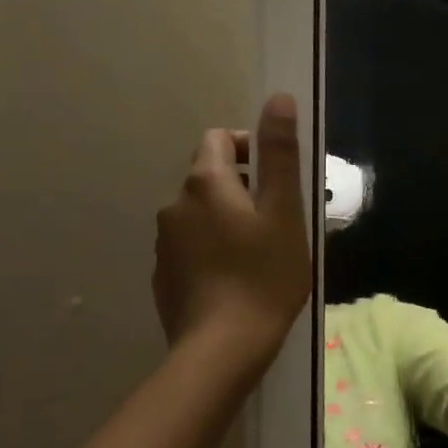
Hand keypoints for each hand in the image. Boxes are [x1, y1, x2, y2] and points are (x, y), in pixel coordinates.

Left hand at [152, 94, 311, 368]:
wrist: (222, 349)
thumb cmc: (264, 275)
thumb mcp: (284, 210)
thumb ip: (280, 153)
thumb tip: (279, 98)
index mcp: (205, 183)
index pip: (219, 139)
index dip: (249, 147)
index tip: (275, 179)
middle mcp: (175, 205)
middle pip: (209, 177)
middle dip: (242, 187)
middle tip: (277, 221)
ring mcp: (164, 243)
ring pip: (200, 214)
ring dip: (227, 220)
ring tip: (259, 254)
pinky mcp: (163, 276)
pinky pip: (190, 246)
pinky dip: (212, 250)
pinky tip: (235, 280)